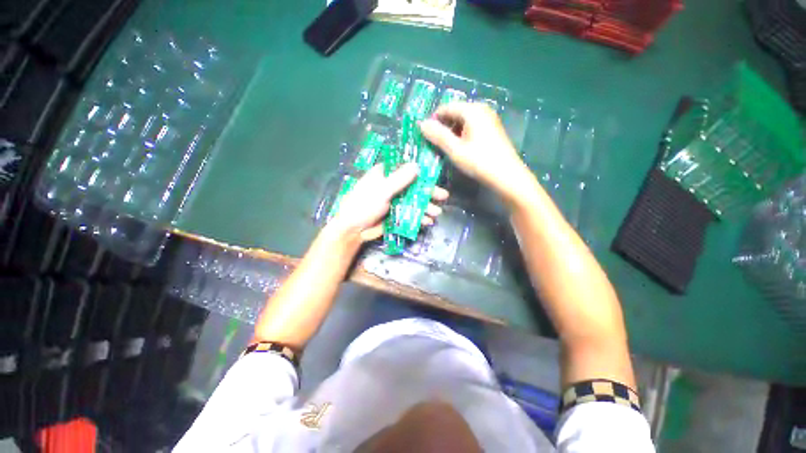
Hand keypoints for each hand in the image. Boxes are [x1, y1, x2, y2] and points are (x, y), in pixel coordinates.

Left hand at [328, 163, 448, 241]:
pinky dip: (419, 217)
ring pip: (415, 200)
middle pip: (414, 185)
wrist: (354, 230)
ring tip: (436, 213)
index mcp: (385, 174)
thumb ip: (399, 180)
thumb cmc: (363, 205)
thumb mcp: (381, 191)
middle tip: (443, 196)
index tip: (436, 174)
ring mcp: (395, 200)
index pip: (406, 167)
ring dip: (426, 206)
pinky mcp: (397, 213)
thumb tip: (417, 166)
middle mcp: (392, 185)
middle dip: (429, 192)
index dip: (421, 170)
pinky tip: (427, 221)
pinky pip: (411, 213)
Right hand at [419, 102, 533, 201]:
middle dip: (442, 127)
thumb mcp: (455, 150)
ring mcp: (488, 119)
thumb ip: (438, 135)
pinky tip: (458, 149)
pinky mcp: (492, 130)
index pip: (446, 108)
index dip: (433, 120)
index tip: (424, 136)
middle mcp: (481, 109)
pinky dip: (461, 135)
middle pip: (455, 113)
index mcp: (472, 110)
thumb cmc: (479, 162)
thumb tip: (421, 123)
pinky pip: (471, 127)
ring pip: (463, 121)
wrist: (507, 176)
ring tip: (444, 148)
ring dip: (451, 132)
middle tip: (433, 144)